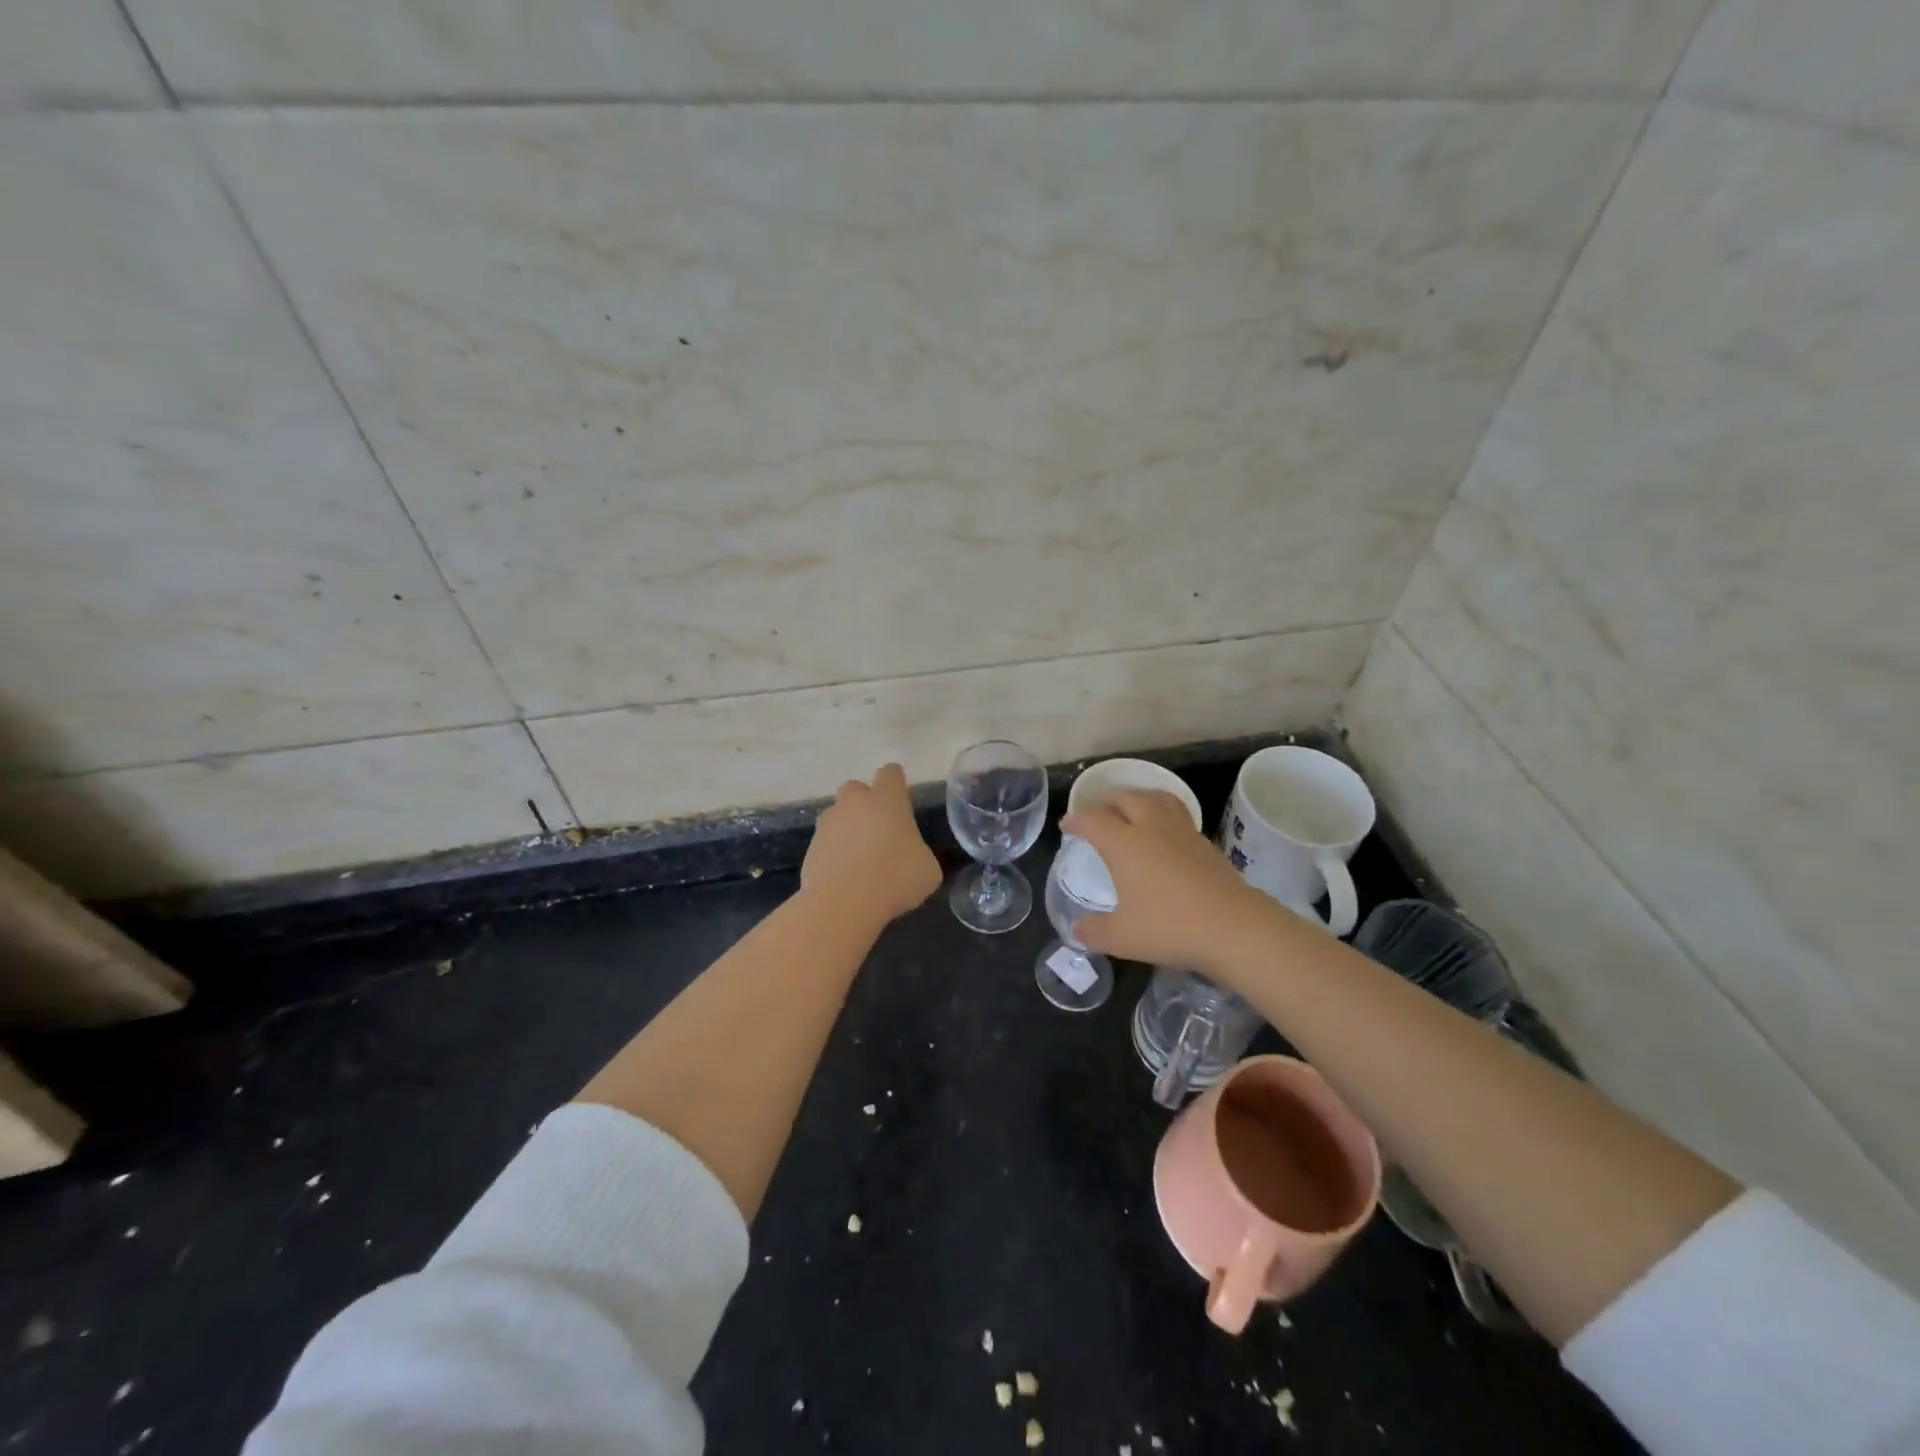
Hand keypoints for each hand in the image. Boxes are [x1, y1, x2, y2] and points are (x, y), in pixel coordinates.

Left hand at [801, 763, 941, 925]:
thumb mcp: (928, 869)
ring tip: (859, 858)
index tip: (900, 796)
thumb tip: (913, 857)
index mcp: (887, 800)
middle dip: (864, 802)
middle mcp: (854, 803)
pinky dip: (833, 854)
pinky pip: (825, 844)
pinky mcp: (810, 848)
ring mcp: (828, 824)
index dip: (895, 782)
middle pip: (856, 788)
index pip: (891, 773)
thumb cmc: (895, 878)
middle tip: (877, 828)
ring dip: (846, 829)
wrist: (844, 903)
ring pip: (837, 816)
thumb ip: (919, 853)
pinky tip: (844, 877)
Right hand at [1061, 791, 1274, 975]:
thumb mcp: (1122, 937)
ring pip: (1156, 798)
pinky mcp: (1205, 842)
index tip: (1066, 826)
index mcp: (1123, 843)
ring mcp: (1181, 831)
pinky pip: (1178, 815)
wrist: (1233, 927)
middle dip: (1106, 803)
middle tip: (1098, 816)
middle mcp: (1150, 827)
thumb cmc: (1169, 927)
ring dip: (1138, 799)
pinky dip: (1163, 815)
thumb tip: (1076, 930)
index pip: (1092, 819)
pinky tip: (1164, 836)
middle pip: (1125, 798)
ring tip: (1132, 812)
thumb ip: (1094, 932)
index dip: (1076, 820)